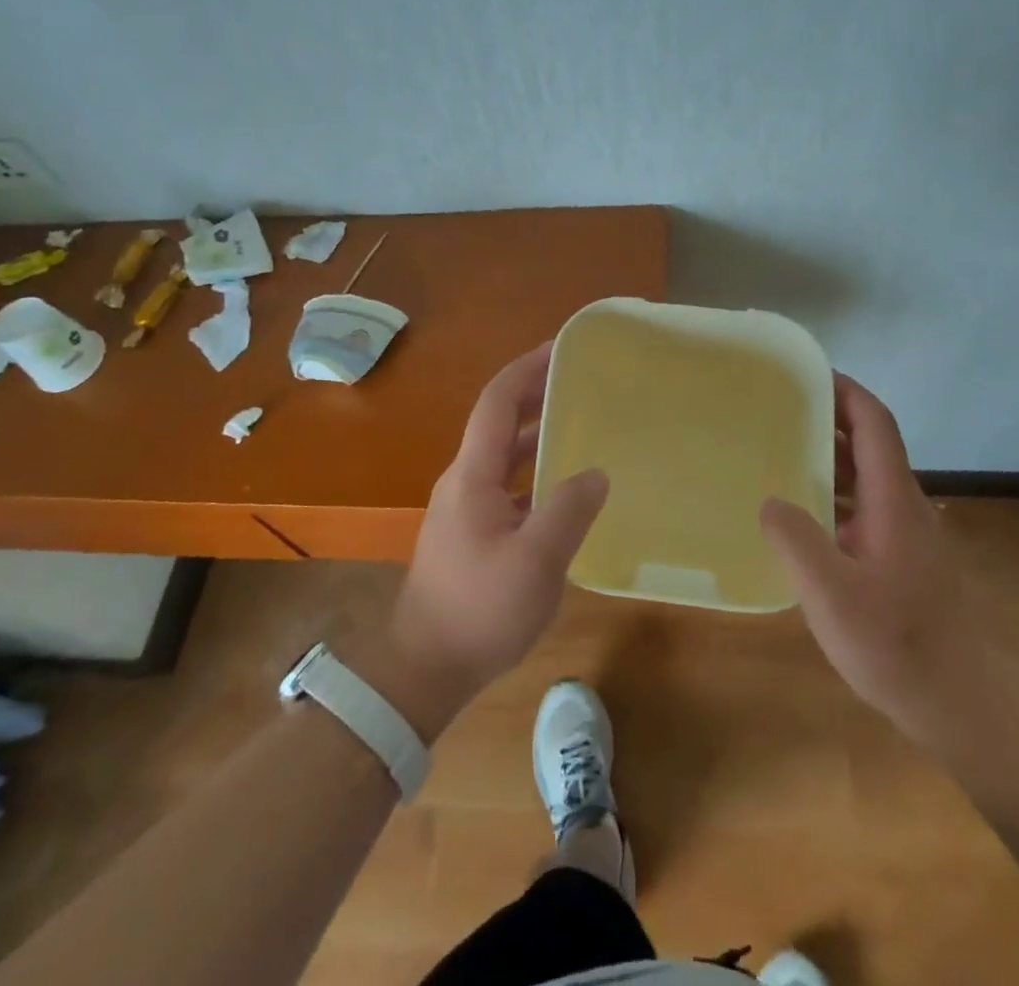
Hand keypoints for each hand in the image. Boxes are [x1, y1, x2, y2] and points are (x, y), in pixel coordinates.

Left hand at [374, 344, 607, 738]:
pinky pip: (504, 486)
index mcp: (473, 475)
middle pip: (498, 422)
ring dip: (534, 434)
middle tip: (578, 380)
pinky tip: (561, 489)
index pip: (497, 402)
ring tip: (576, 424)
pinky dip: (532, 472)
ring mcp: (463, 508)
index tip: (560, 349)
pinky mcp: (468, 534)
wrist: (423, 670)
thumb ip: (569, 510)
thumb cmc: (479, 610)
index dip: (527, 369)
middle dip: (534, 394)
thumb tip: (595, 473)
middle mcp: (463, 481)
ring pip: (502, 456)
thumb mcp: (536, 561)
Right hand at [760, 374, 972, 743]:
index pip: (875, 423)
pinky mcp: (902, 559)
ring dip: (828, 459)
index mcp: (893, 500)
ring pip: (866, 478)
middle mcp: (904, 506)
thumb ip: (796, 541)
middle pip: (869, 444)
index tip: (806, 374)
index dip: (845, 391)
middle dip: (827, 419)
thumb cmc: (896, 643)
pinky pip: (863, 508)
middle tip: (776, 412)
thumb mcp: (832, 594)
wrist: (960, 703)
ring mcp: (906, 534)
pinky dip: (833, 496)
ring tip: (778, 454)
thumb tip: (770, 501)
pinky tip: (801, 517)